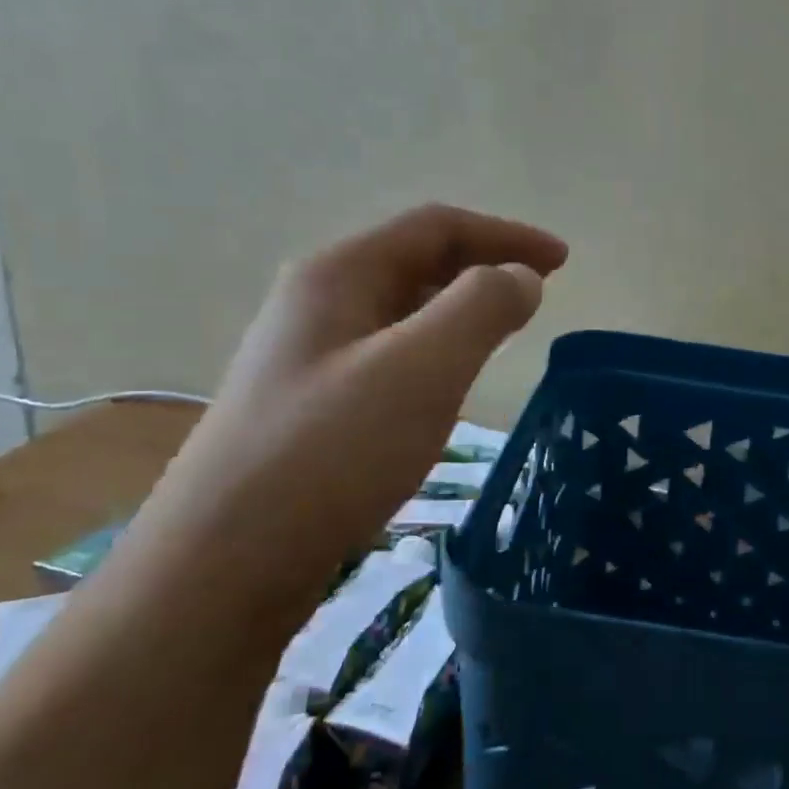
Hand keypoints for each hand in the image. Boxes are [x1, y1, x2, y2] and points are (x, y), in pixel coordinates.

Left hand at [128, 204, 566, 600]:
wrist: (225, 561)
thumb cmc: (332, 452)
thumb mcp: (422, 369)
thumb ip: (481, 308)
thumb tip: (521, 276)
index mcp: (339, 274)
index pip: (436, 227)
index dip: (506, 235)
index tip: (562, 262)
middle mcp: (317, 303)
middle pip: (415, 262)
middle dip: (483, 268)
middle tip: (538, 294)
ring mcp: (307, 357)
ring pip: (400, 312)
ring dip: (458, 311)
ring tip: (501, 333)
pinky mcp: (309, 406)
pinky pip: (387, 357)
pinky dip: (432, 353)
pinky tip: (445, 388)